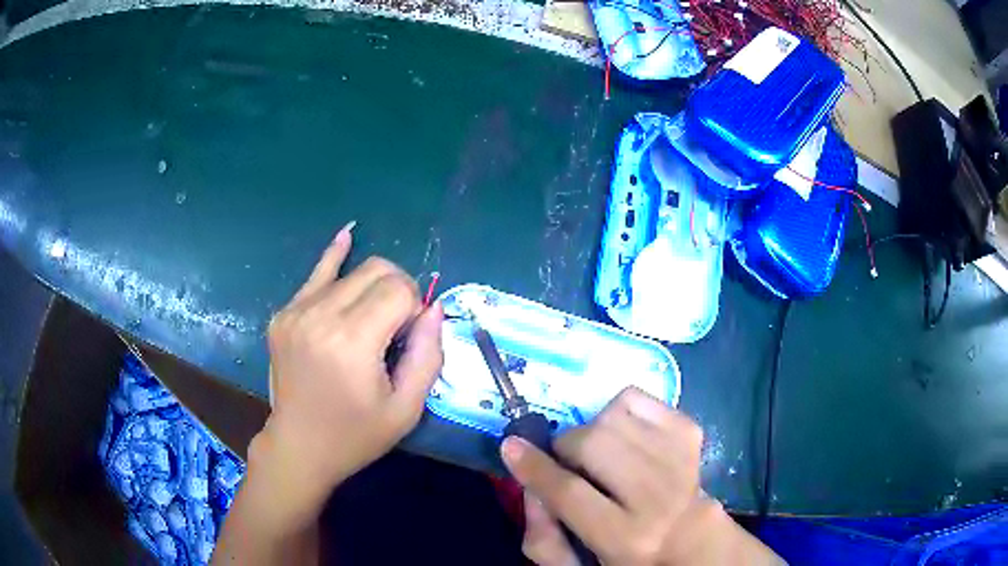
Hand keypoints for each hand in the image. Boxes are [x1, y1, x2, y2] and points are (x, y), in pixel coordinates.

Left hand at [249, 224, 443, 532]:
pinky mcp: (283, 314)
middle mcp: (320, 316)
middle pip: (377, 270)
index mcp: (351, 342)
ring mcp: (296, 311)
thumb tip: (434, 306)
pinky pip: (315, 273)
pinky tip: (348, 235)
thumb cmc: (356, 435)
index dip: (415, 308)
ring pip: (352, 271)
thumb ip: (428, 354)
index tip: (408, 339)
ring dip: (373, 287)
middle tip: (396, 326)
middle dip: (398, 290)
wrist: (299, 447)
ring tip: (373, 318)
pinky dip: (336, 255)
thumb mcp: (407, 408)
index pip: (399, 290)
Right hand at [501, 388, 782, 565]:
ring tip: (597, 451)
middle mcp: (656, 498)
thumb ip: (543, 538)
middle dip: (567, 447)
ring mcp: (678, 459)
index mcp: (626, 538)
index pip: (570, 494)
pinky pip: (639, 399)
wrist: (691, 537)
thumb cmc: (627, 557)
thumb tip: (529, 489)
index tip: (511, 446)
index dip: (534, 467)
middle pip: (594, 445)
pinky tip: (623, 436)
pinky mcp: (689, 433)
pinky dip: (619, 410)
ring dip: (592, 430)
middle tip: (567, 461)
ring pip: (615, 417)